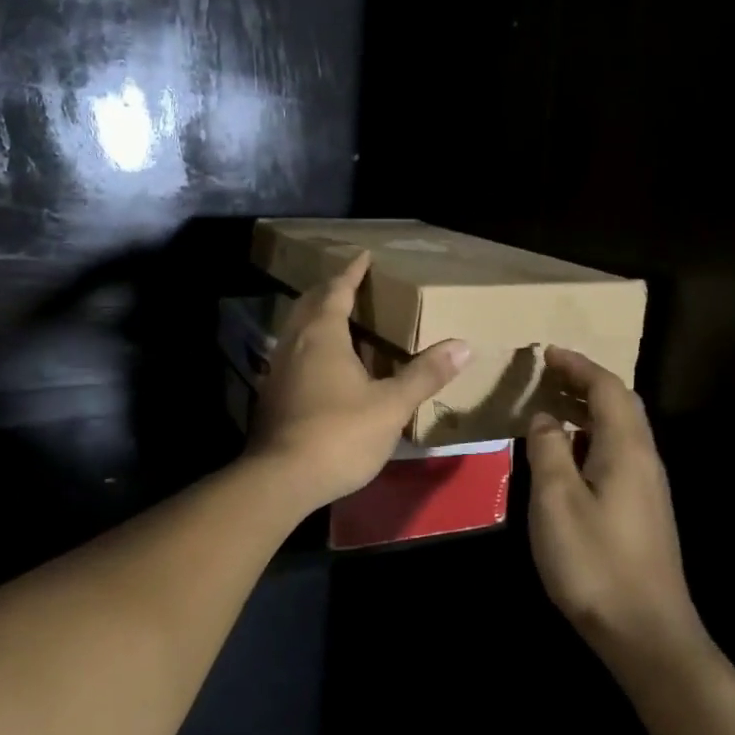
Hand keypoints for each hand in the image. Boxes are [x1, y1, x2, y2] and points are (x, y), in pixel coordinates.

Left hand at [247, 251, 470, 511]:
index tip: (364, 255)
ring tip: (340, 318)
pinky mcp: (272, 393)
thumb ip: (424, 375)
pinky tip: (324, 364)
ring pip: (297, 328)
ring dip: (316, 316)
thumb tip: (463, 345)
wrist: (281, 478)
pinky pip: (292, 352)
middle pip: (311, 303)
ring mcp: (278, 368)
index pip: (337, 290)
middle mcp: (295, 342)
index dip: (352, 272)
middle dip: (331, 289)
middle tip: (352, 283)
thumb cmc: (340, 434)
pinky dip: (309, 344)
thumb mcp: (391, 406)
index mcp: (323, 334)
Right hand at [527, 349, 709, 675]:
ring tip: (551, 403)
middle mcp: (643, 459)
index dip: (577, 365)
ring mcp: (646, 486)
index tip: (546, 352)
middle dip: (585, 381)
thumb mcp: (557, 500)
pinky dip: (591, 434)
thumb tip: (545, 417)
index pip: (607, 388)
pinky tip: (567, 452)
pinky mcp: (641, 509)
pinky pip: (616, 450)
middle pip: (620, 403)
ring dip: (588, 407)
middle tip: (547, 373)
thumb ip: (549, 450)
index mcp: (626, 449)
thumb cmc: (595, 562)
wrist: (646, 633)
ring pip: (620, 428)